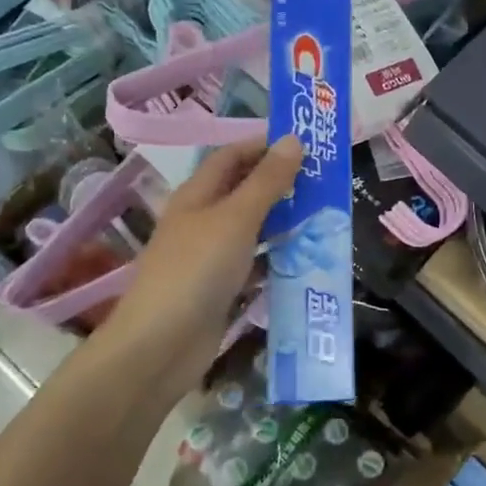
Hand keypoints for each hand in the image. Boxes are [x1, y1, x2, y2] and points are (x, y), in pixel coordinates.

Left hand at [95, 137, 304, 384]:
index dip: (264, 144)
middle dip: (281, 183)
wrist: (160, 345)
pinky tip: (305, 258)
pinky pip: (253, 264)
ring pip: (252, 228)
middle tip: (325, 181)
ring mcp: (210, 256)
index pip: (232, 155)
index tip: (306, 144)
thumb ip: (267, 181)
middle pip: (244, 190)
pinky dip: (276, 258)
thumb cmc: (197, 270)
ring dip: (283, 220)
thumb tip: (293, 139)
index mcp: (198, 195)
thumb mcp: (237, 218)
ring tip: (325, 215)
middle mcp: (202, 220)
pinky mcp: (220, 288)